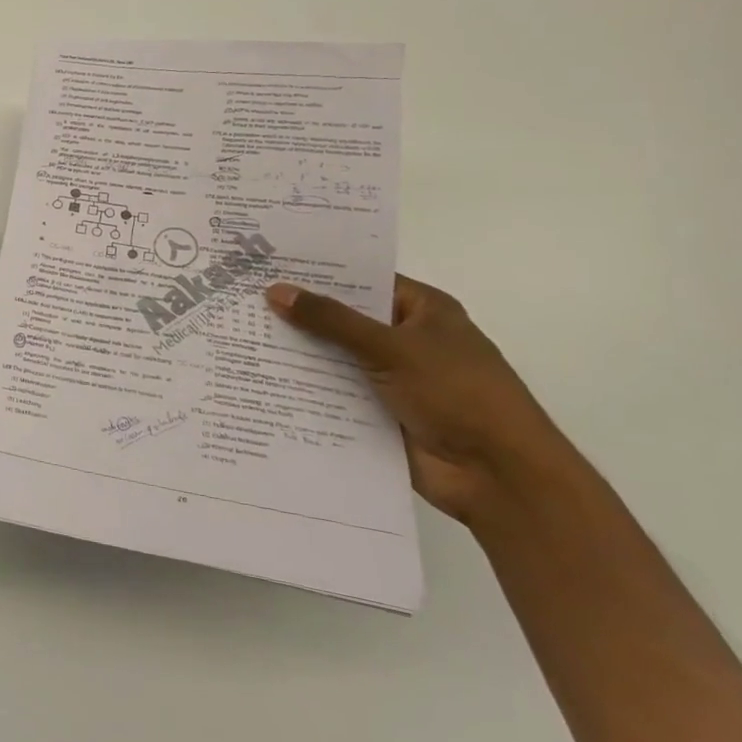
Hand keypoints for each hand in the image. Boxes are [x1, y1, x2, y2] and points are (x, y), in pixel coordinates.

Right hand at [265, 275, 573, 525]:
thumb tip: (275, 291)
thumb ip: (331, 320)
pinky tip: (261, 378)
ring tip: (241, 335)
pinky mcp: (379, 411)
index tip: (268, 264)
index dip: (318, 273)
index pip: (361, 280)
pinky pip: (335, 392)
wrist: (500, 477)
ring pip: (335, 357)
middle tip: (242, 298)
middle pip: (343, 318)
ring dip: (298, 352)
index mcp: (422, 311)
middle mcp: (406, 339)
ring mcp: (392, 377)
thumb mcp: (391, 347)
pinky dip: (306, 387)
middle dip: (299, 313)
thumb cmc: (458, 394)